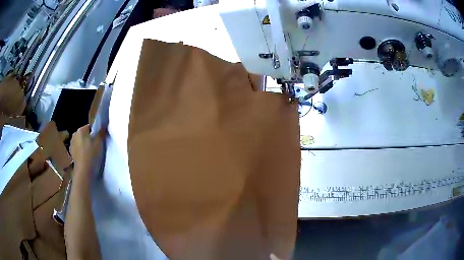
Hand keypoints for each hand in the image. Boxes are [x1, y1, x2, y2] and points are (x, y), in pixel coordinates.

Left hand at [70, 125, 105, 176]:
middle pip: (84, 134)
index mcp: (81, 130)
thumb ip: (101, 132)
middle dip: (89, 139)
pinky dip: (81, 152)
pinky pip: (78, 150)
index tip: (99, 141)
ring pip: (80, 142)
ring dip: (85, 146)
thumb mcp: (100, 142)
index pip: (90, 127)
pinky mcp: (71, 154)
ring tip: (91, 154)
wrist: (84, 172)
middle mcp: (74, 135)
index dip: (95, 133)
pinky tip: (86, 158)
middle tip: (96, 147)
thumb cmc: (92, 155)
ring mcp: (71, 145)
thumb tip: (103, 125)